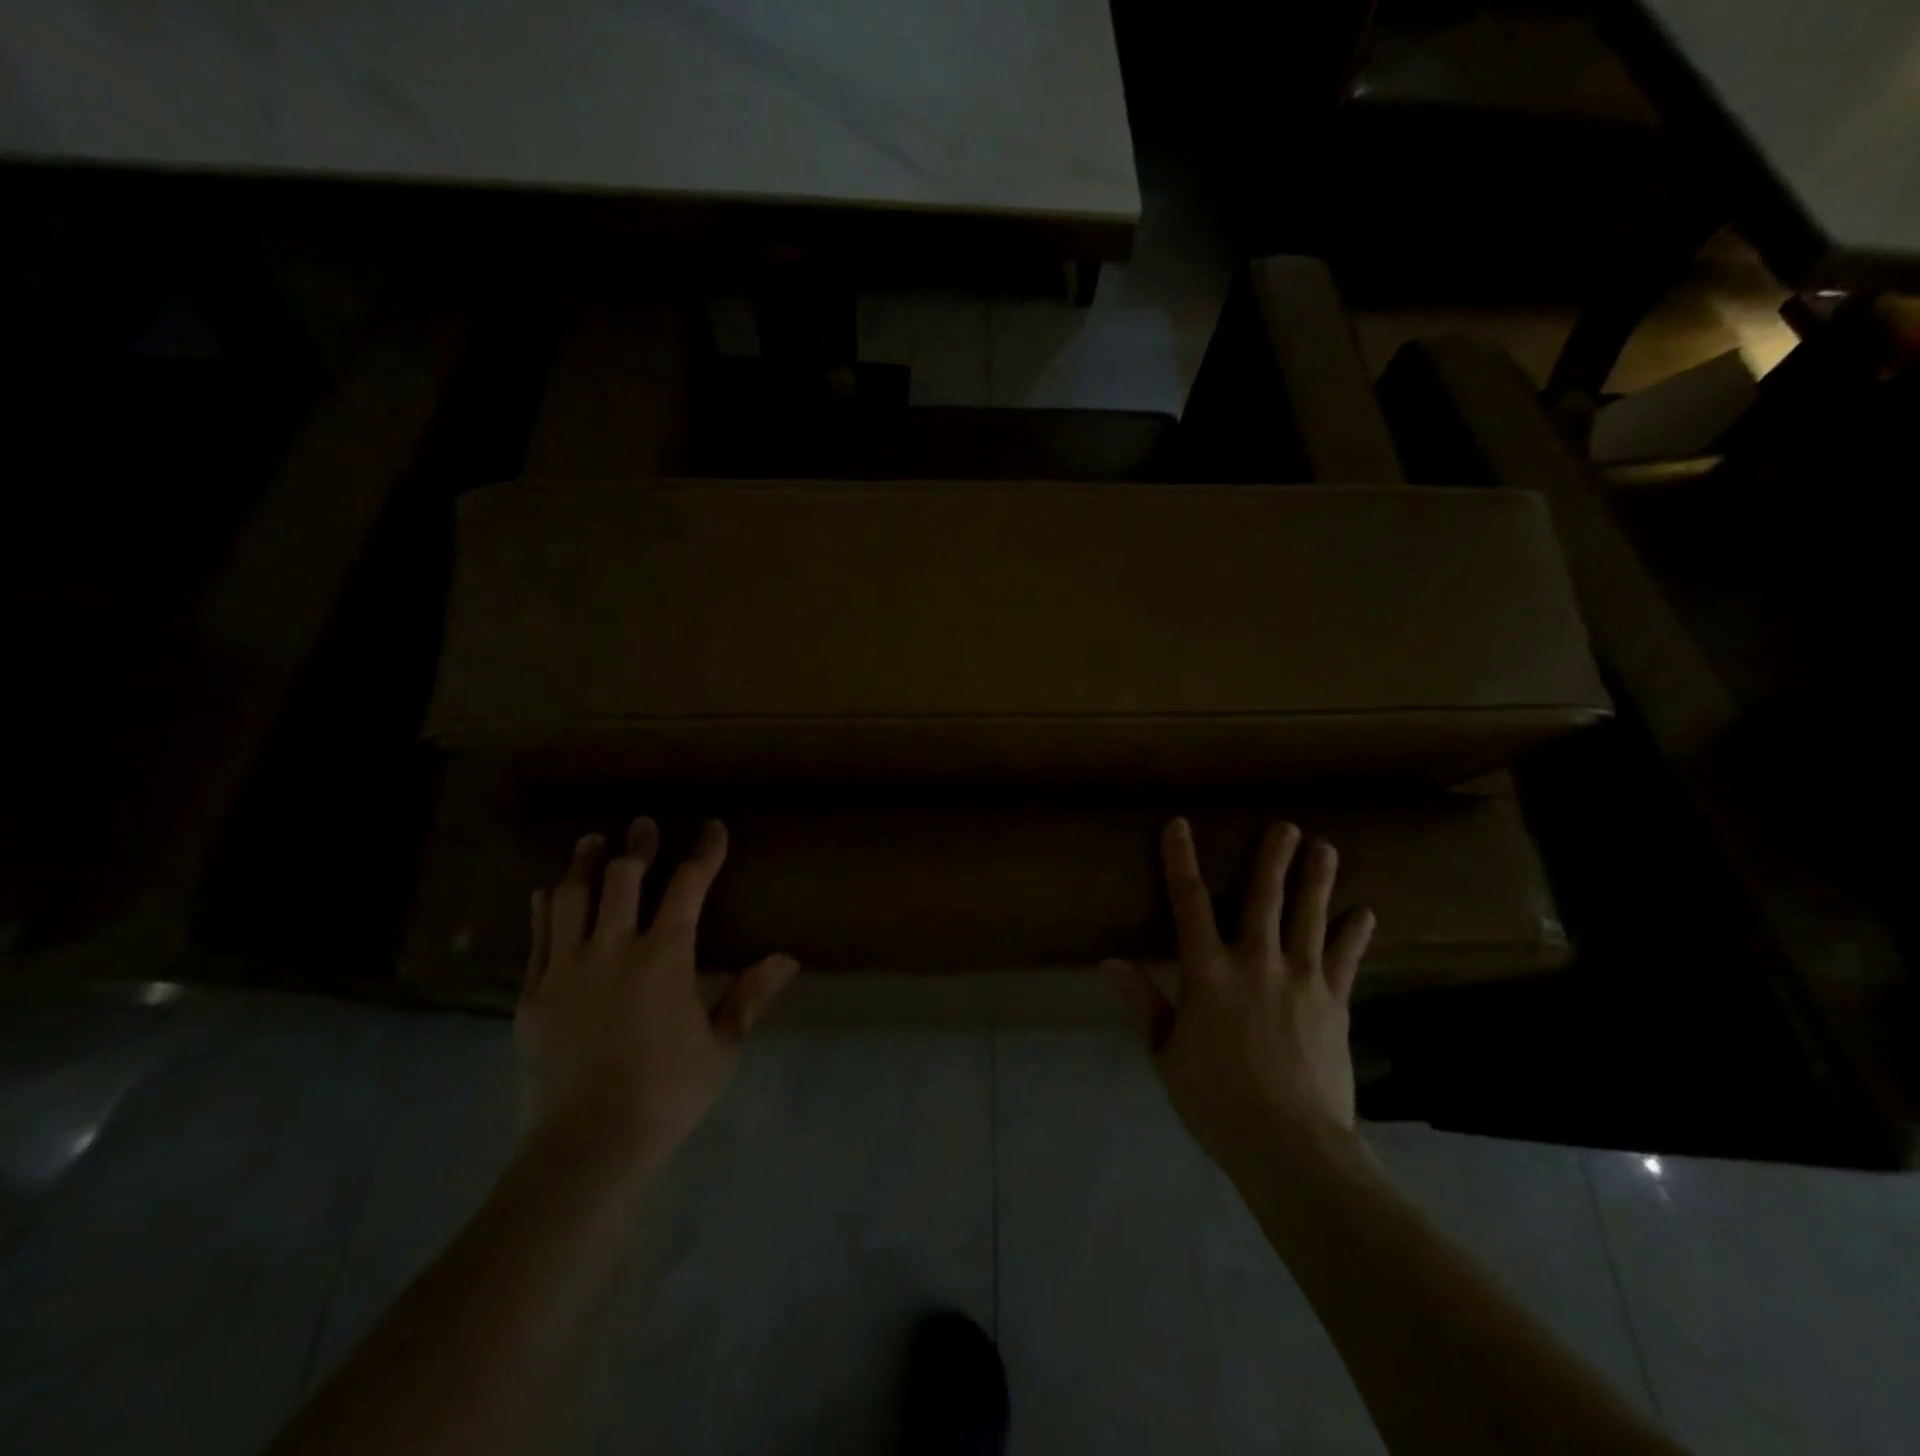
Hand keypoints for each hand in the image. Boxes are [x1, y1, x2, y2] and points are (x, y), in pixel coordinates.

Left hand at [517, 817, 798, 1178]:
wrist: (587, 1147)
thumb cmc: (667, 1094)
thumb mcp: (722, 1047)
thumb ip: (750, 996)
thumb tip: (788, 959)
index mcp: (665, 956)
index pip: (689, 885)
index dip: (704, 851)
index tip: (712, 828)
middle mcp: (613, 949)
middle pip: (624, 877)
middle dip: (639, 846)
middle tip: (644, 825)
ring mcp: (567, 969)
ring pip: (572, 897)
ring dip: (586, 864)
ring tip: (592, 841)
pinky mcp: (533, 994)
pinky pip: (538, 936)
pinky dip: (546, 908)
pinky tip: (548, 893)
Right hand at [1107, 818, 1375, 1178]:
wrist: (1289, 1144)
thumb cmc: (1215, 1100)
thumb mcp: (1165, 1052)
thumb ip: (1142, 1001)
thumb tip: (1108, 963)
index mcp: (1207, 971)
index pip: (1187, 902)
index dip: (1180, 860)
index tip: (1179, 825)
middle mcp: (1255, 961)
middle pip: (1263, 897)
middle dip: (1273, 857)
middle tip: (1286, 825)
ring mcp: (1301, 979)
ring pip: (1309, 917)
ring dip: (1317, 879)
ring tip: (1325, 847)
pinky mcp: (1335, 1003)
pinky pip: (1347, 959)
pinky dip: (1355, 934)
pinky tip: (1365, 913)